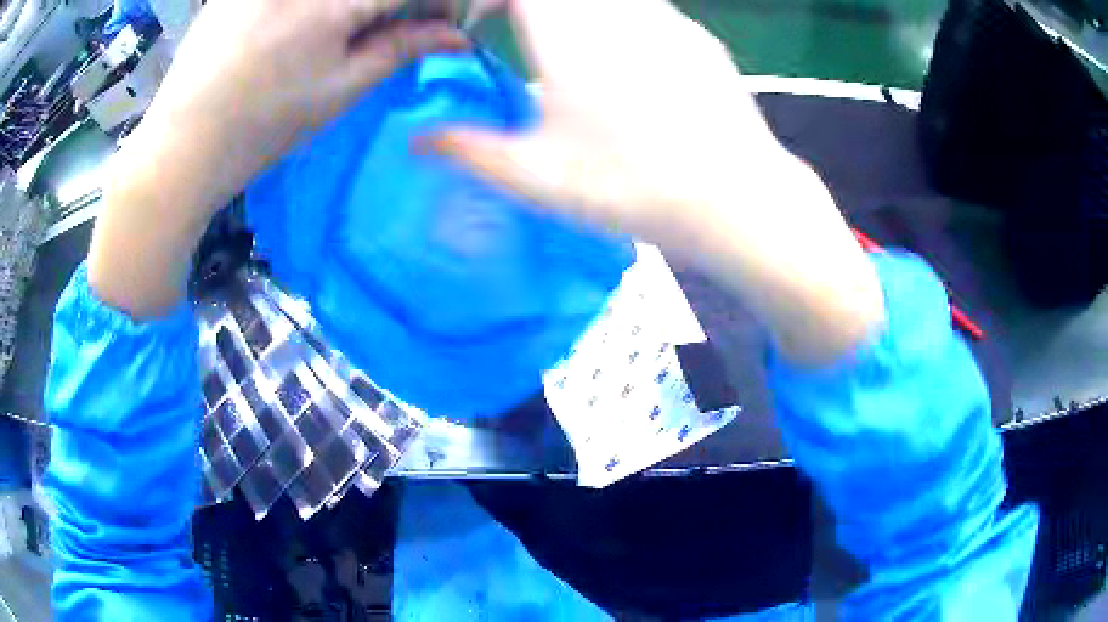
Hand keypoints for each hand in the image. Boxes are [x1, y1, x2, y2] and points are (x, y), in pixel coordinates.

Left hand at [143, 0, 468, 205]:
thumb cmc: (263, 126)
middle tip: (389, 27)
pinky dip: (314, 7)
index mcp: (335, 1)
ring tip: (343, 33)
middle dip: (393, 6)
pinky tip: (303, 27)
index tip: (443, 22)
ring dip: (352, 8)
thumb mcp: (339, 90)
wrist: (181, 145)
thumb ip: (400, 48)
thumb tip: (457, 36)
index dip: (438, 3)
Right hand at [432, 0, 885, 365]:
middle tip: (517, 36)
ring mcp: (669, 18)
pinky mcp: (701, 39)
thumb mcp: (534, 175)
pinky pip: (648, 12)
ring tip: (571, 56)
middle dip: (529, 6)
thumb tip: (416, 141)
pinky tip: (631, 71)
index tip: (476, 23)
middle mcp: (620, 8)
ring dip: (576, 11)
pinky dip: (621, 23)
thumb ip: (466, 149)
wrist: (736, 198)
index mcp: (569, 27)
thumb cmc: (629, 184)